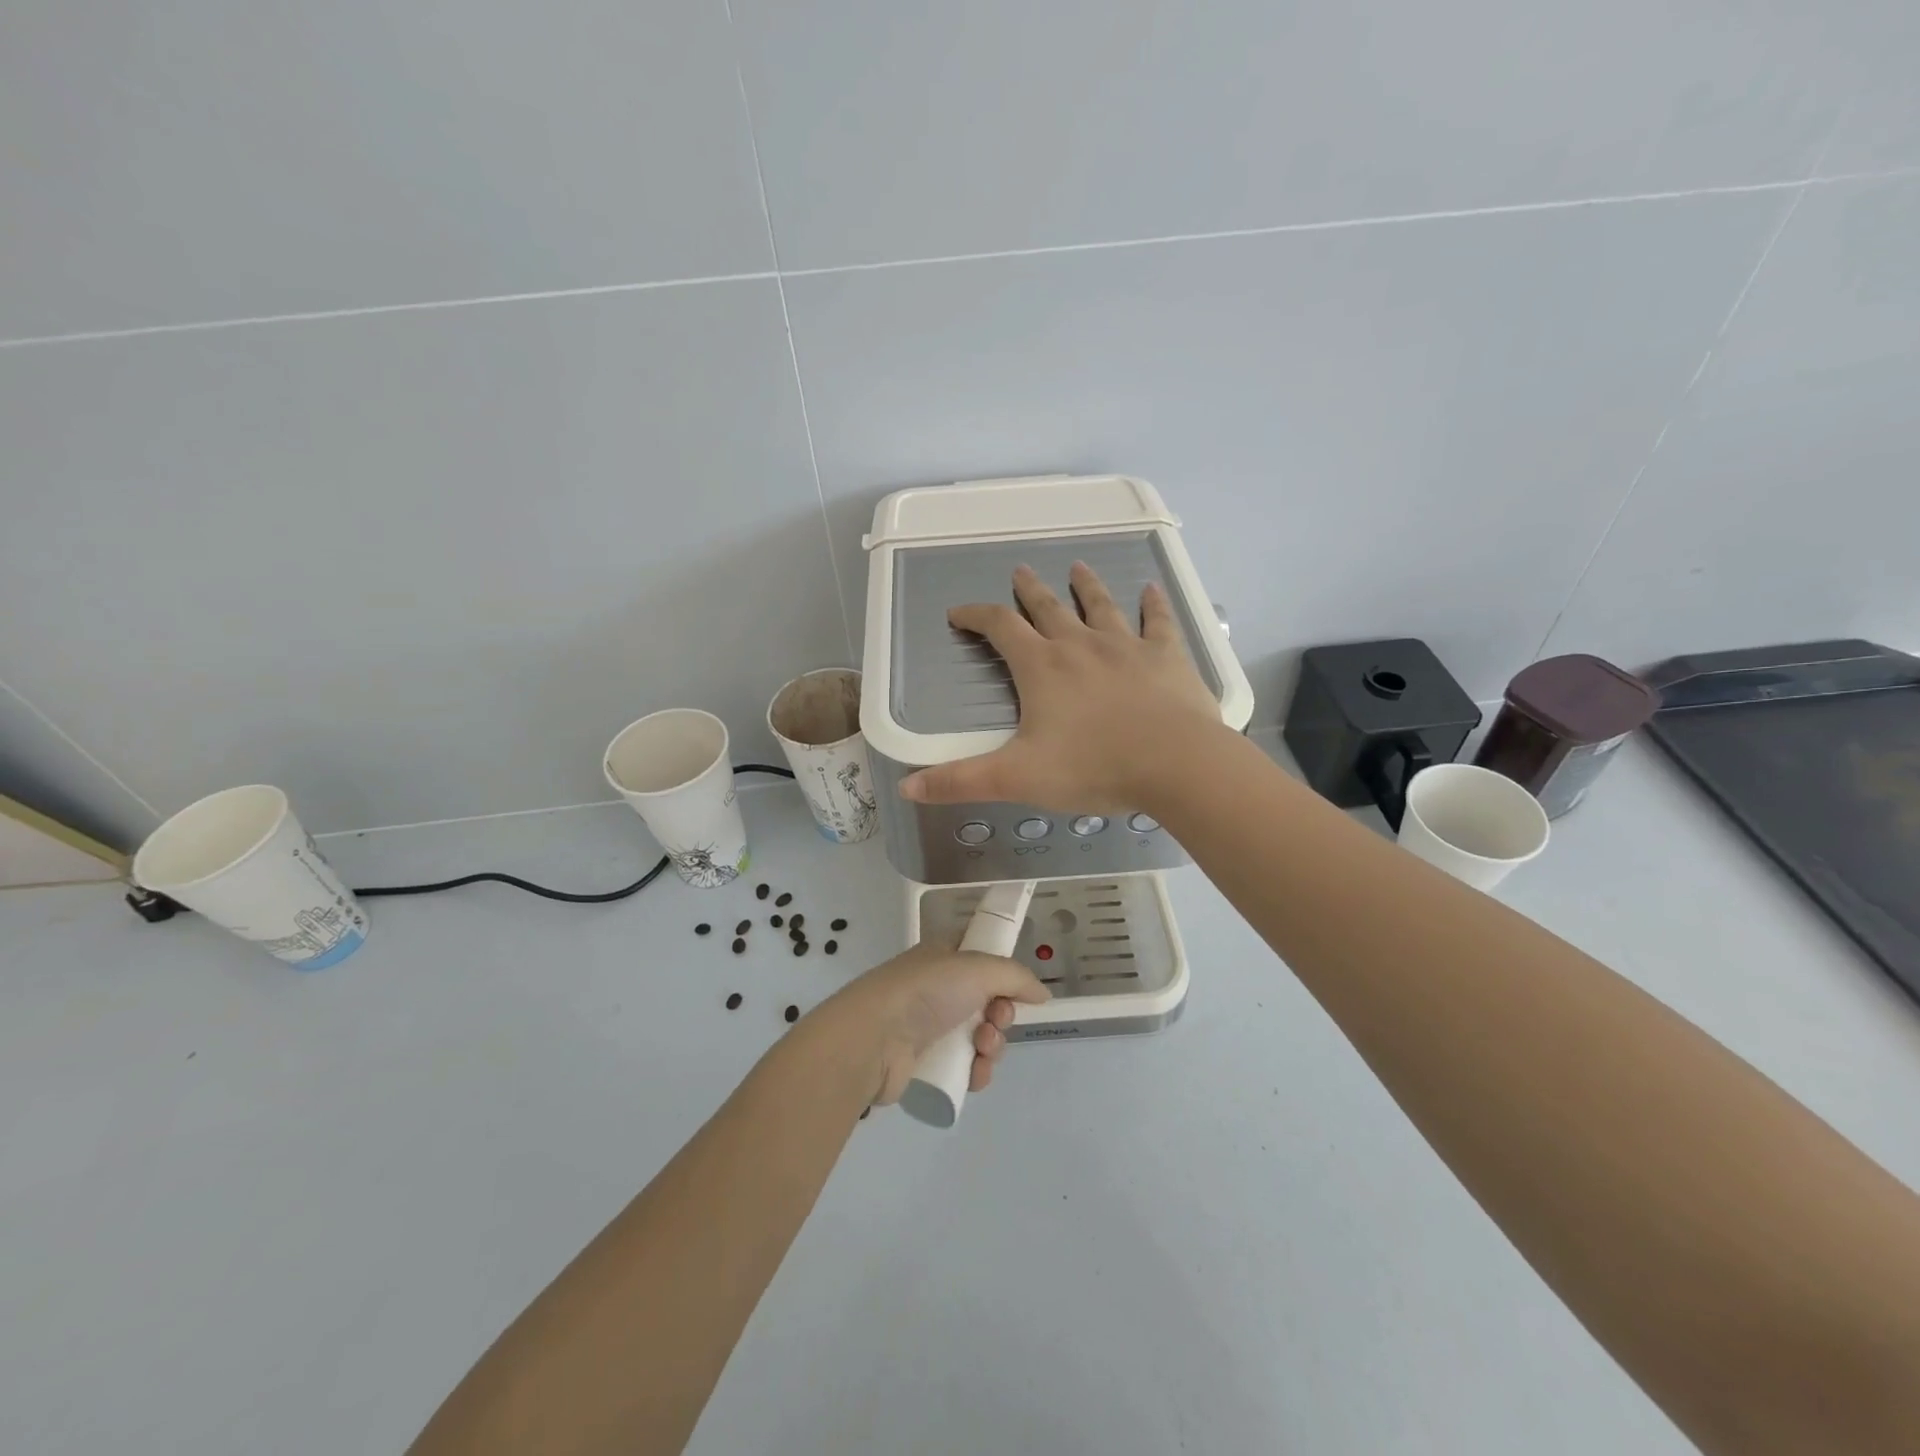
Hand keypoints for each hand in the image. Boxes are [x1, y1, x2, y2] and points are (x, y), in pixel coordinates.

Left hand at [817, 940, 1049, 1105]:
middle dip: (1002, 1014)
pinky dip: (977, 1071)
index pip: (982, 957)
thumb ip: (1016, 977)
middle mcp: (938, 988)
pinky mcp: (926, 1063)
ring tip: (982, 1049)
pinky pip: (965, 1067)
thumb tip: (1042, 994)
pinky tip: (974, 1073)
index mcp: (944, 956)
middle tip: (997, 1020)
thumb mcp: (978, 968)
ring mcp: (930, 1026)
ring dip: (992, 1046)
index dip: (1003, 973)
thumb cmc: (926, 991)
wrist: (874, 1039)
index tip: (1016, 989)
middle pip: (988, 1001)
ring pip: (980, 1037)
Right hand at [899, 562, 1222, 812]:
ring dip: (1086, 586)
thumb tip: (906, 787)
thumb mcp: (1017, 778)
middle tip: (1019, 571)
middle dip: (1029, 591)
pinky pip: (1158, 622)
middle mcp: (1080, 645)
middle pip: (1048, 608)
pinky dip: (1153, 605)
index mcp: (1042, 667)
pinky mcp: (1166, 656)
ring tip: (1077, 567)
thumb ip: (961, 781)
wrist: (1176, 764)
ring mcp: (1126, 646)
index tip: (959, 613)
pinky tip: (1151, 590)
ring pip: (1101, 606)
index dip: (976, 616)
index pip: (1000, 628)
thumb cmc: (1093, 768)